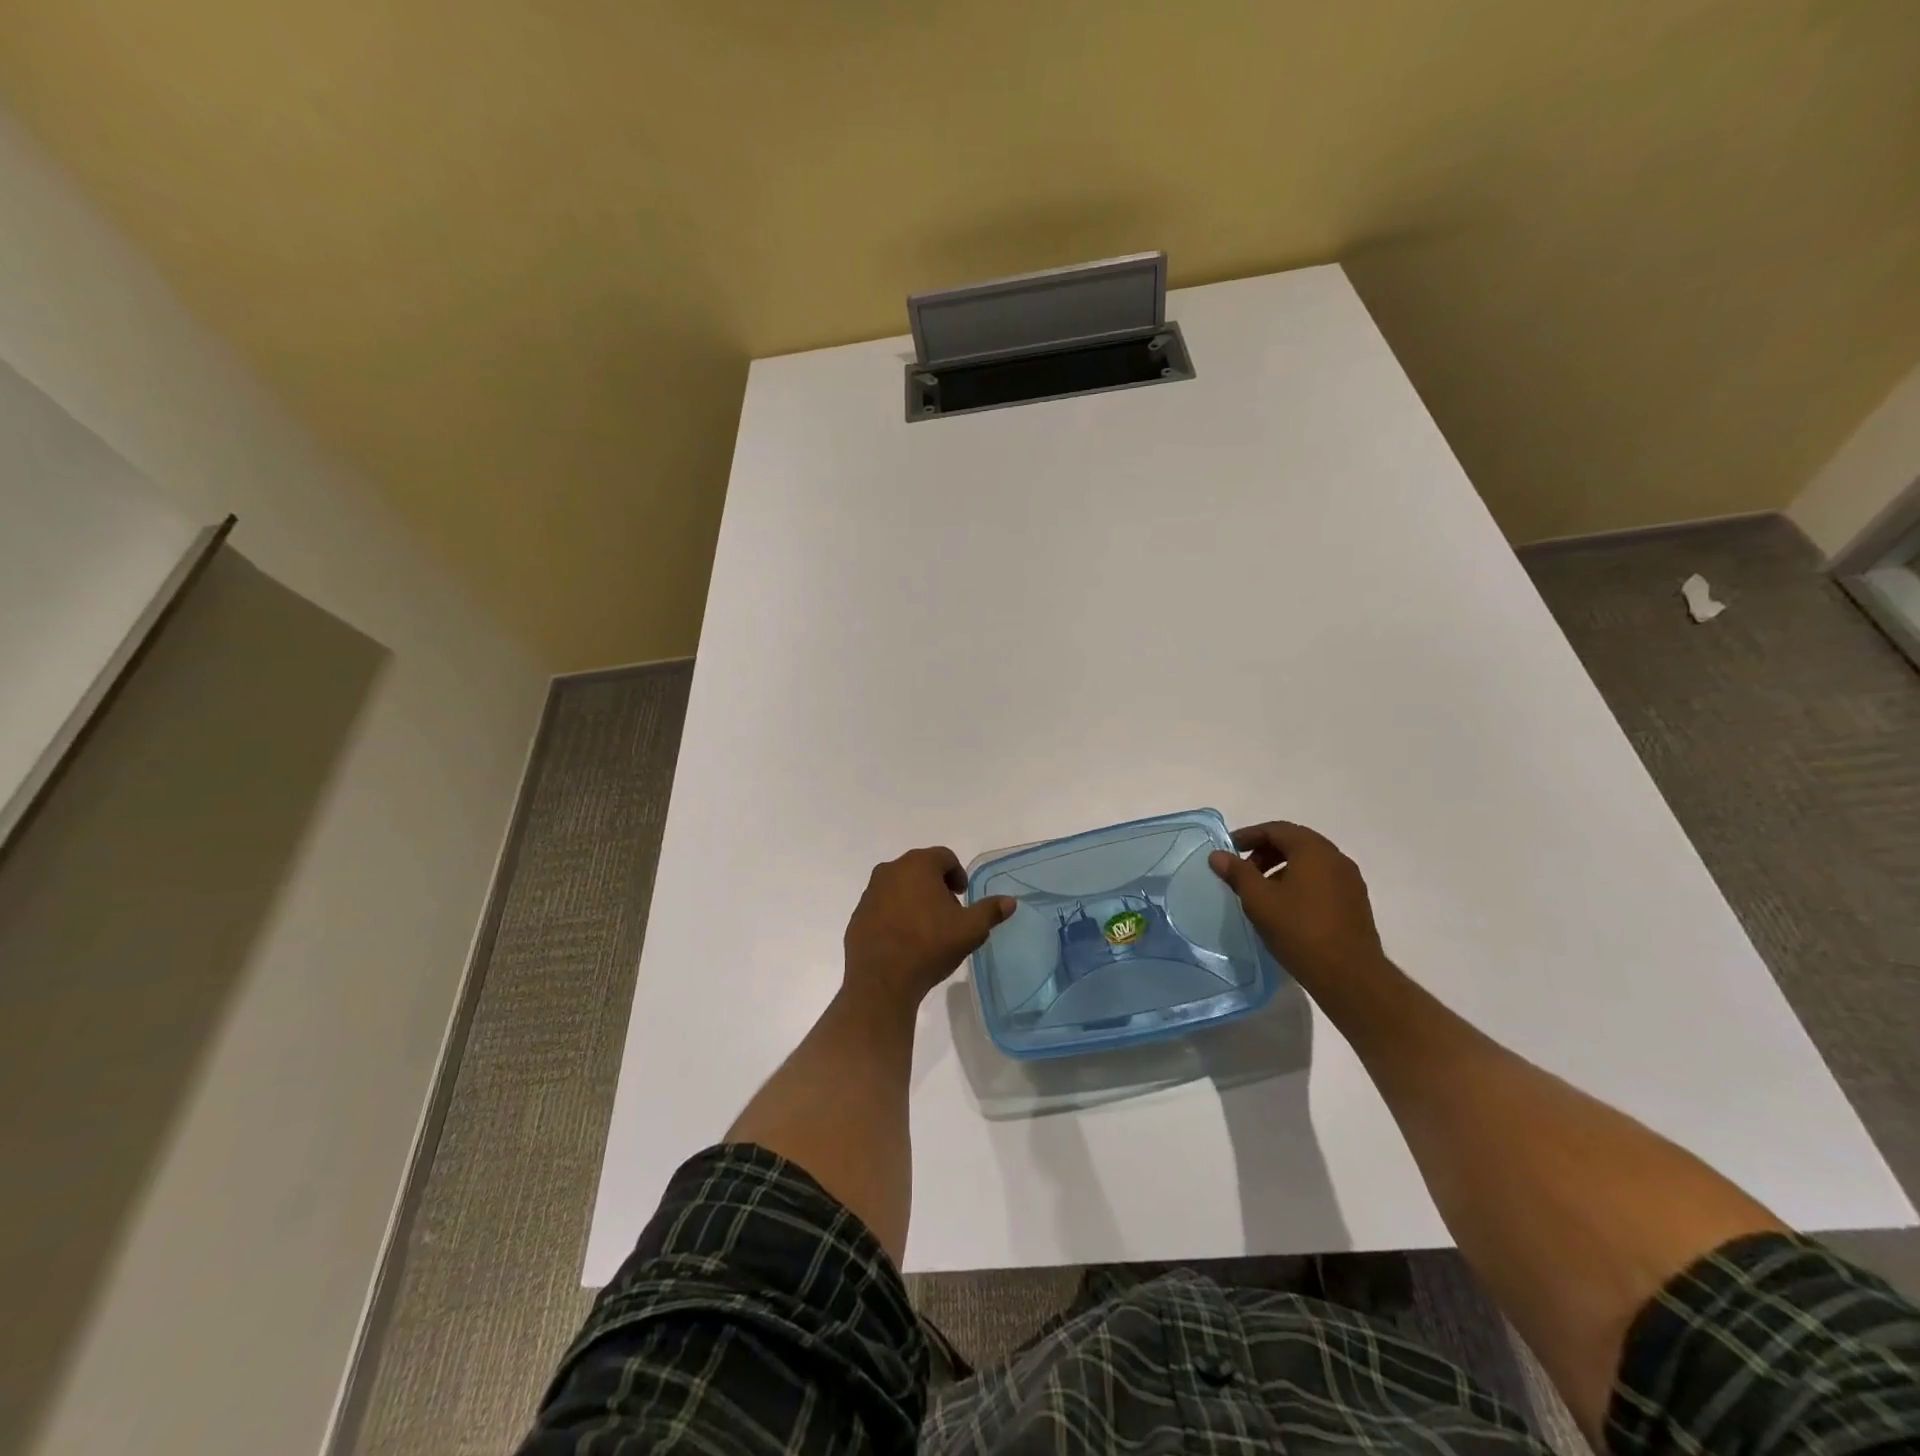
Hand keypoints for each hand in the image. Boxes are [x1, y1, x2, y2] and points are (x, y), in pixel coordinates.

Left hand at [843, 847, 1015, 1014]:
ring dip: (914, 898)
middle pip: (920, 868)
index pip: (944, 856)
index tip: (962, 895)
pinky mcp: (858, 914)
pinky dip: (895, 914)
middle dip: (936, 885)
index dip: (957, 874)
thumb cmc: (929, 946)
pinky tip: (904, 939)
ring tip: (927, 926)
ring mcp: (870, 892)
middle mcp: (890, 870)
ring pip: (899, 886)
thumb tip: (1010, 901)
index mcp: (918, 865)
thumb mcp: (970, 930)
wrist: (881, 981)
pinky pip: (882, 906)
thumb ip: (990, 911)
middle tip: (949, 910)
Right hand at [1209, 821, 1385, 985]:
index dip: (1249, 836)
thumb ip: (1237, 873)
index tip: (1230, 850)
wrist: (1349, 975)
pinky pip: (1322, 880)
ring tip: (1262, 891)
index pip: (1277, 830)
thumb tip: (1218, 855)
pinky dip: (1300, 882)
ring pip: (1310, 862)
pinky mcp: (1355, 902)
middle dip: (1266, 852)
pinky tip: (1286, 906)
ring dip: (1282, 868)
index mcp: (1313, 850)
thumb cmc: (1299, 930)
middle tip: (1243, 871)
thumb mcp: (1259, 900)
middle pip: (1295, 843)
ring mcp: (1349, 881)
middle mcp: (1336, 858)